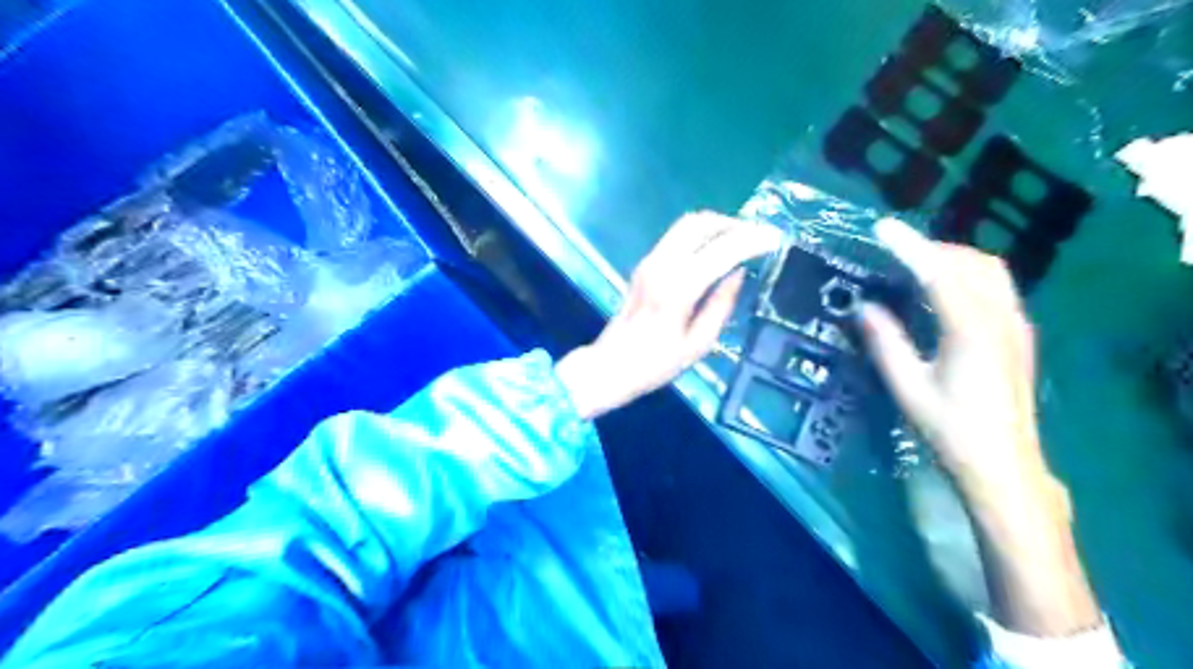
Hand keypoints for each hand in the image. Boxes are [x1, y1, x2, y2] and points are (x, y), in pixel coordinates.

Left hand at [556, 213, 785, 420]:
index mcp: (678, 288)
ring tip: (742, 240)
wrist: (611, 365)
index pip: (722, 250)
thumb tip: (738, 274)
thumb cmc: (656, 364)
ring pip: (687, 224)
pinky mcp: (645, 263)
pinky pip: (677, 236)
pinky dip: (702, 234)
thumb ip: (721, 306)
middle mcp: (662, 265)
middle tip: (759, 236)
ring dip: (717, 225)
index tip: (775, 239)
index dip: (752, 240)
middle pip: (701, 223)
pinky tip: (716, 249)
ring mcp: (650, 261)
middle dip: (734, 224)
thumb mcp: (698, 345)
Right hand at [858, 220, 1050, 505]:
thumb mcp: (908, 387)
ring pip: (990, 271)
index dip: (908, 247)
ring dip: (953, 259)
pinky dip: (969, 274)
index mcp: (970, 329)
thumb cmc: (950, 429)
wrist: (1003, 465)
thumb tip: (863, 306)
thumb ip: (885, 342)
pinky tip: (946, 291)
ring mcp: (1016, 326)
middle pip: (970, 263)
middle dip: (931, 248)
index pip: (937, 273)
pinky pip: (997, 287)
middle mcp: (1000, 318)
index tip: (881, 229)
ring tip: (917, 265)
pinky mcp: (1020, 336)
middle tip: (893, 251)